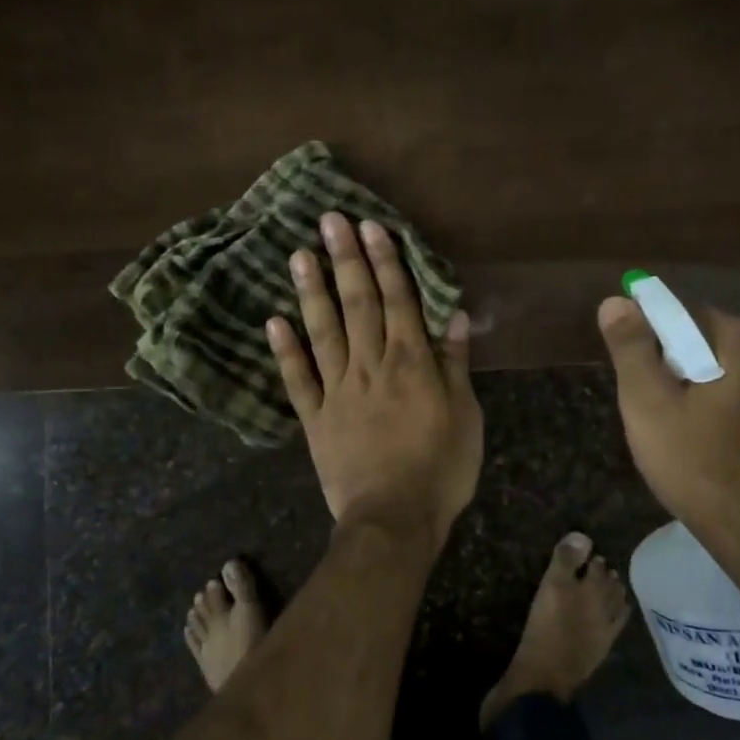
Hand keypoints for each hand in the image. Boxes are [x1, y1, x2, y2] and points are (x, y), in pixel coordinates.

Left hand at [268, 214, 482, 548]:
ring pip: (323, 331)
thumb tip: (454, 316)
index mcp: (411, 363)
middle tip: (329, 220)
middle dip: (345, 259)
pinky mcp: (315, 418)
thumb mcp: (465, 416)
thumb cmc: (441, 470)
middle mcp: (371, 366)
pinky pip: (298, 379)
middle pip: (358, 304)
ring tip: (299, 255)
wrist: (393, 519)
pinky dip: (285, 351)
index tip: (370, 227)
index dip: (384, 262)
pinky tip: (273, 321)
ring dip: (312, 291)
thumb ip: (455, 365)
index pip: (398, 300)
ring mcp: (338, 391)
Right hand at [596, 297, 739, 555]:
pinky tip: (715, 444)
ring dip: (706, 388)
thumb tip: (616, 301)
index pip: (683, 314)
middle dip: (678, 365)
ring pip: (733, 373)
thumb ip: (632, 349)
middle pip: (710, 343)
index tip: (634, 372)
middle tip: (652, 408)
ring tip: (682, 431)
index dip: (651, 337)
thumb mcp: (648, 406)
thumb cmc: (699, 466)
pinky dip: (730, 409)